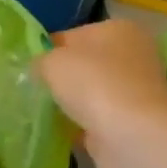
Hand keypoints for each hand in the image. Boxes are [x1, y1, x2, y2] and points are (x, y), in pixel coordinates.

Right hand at [37, 19, 166, 167]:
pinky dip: (81, 127)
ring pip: (92, 94)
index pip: (73, 35)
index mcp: (118, 30)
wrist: (132, 137)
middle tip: (35, 89)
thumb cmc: (92, 83)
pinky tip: (61, 131)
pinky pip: (97, 121)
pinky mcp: (133, 125)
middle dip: (62, 78)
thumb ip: (40, 61)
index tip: (31, 67)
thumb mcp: (51, 61)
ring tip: (45, 111)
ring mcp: (135, 93)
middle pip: (85, 65)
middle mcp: (132, 57)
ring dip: (72, 104)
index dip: (49, 50)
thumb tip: (39, 70)